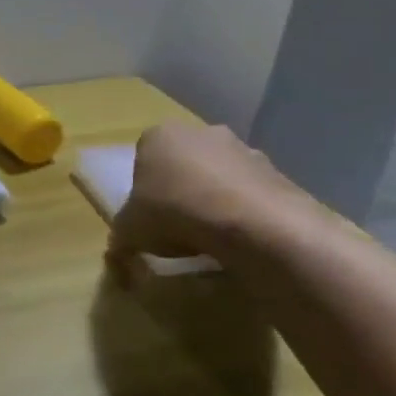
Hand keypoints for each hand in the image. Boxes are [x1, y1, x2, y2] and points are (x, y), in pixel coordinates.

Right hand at [110, 122, 316, 265]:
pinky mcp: (277, 172)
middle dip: (182, 190)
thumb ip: (120, 241)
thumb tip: (118, 263)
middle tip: (179, 226)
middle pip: (184, 163)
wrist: (251, 222)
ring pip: (220, 176)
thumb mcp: (130, 231)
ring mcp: (243, 149)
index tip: (150, 216)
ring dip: (215, 200)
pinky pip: (251, 193)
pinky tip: (241, 239)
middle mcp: (200, 132)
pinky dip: (246, 212)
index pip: (144, 158)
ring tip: (213, 237)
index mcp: (158, 135)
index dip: (145, 190)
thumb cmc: (174, 212)